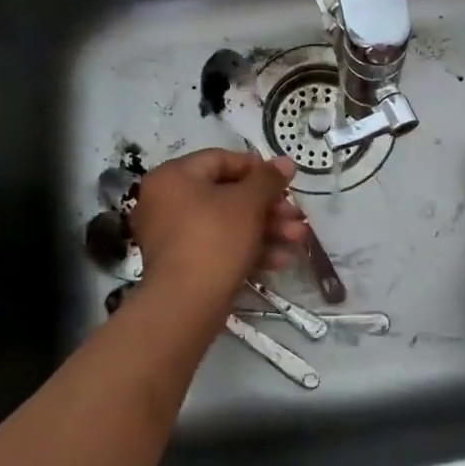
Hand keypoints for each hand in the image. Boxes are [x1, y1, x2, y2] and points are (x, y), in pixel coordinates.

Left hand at [130, 150, 306, 307]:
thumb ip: (268, 179)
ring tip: (298, 240)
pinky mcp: (182, 263)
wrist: (186, 305)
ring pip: (227, 223)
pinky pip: (218, 245)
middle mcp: (166, 201)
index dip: (258, 169)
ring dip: (266, 229)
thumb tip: (285, 162)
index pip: (221, 160)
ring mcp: (172, 235)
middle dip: (269, 207)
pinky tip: (280, 260)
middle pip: (227, 194)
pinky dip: (247, 249)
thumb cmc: (215, 239)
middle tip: (297, 216)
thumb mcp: (248, 203)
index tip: (285, 183)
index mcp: (173, 177)